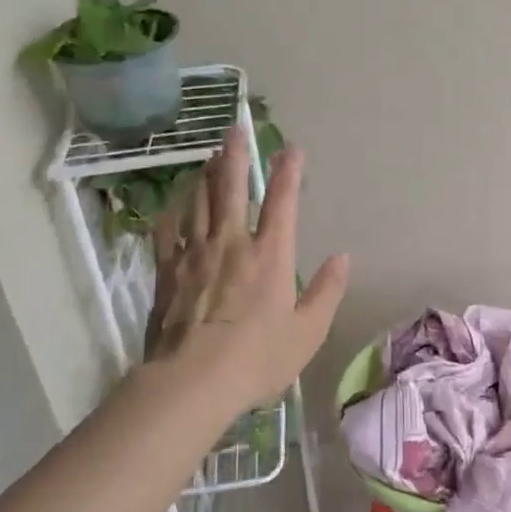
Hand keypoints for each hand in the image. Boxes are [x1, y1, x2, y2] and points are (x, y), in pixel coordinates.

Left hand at [144, 123, 348, 414]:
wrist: (192, 382)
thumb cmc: (257, 358)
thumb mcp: (307, 332)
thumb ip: (327, 291)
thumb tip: (342, 257)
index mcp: (270, 255)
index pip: (282, 202)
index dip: (289, 171)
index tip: (292, 148)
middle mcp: (232, 243)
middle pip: (232, 188)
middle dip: (236, 155)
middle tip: (235, 128)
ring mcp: (195, 254)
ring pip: (199, 202)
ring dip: (206, 175)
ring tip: (209, 156)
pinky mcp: (168, 272)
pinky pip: (168, 231)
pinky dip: (173, 212)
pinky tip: (174, 203)